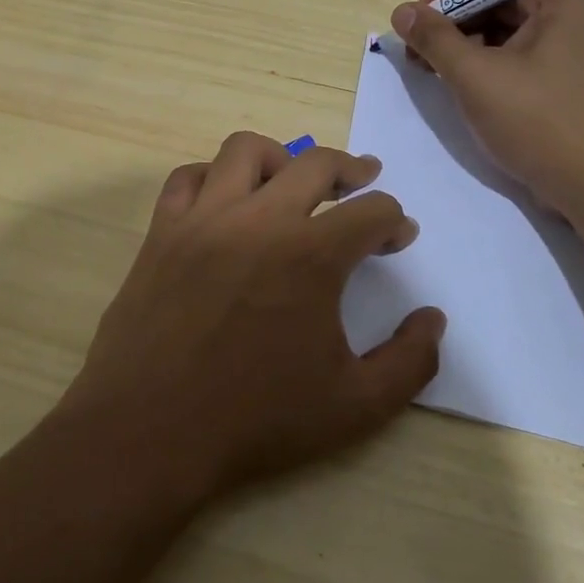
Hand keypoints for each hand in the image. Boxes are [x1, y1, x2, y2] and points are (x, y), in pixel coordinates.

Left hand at [58, 132, 444, 501]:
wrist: (150, 432)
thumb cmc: (256, 421)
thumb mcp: (355, 407)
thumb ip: (411, 361)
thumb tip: (433, 318)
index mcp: (311, 255)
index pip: (371, 212)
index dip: (394, 220)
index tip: (398, 236)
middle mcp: (259, 219)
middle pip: (316, 163)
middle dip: (351, 168)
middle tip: (363, 179)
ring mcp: (204, 218)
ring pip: (245, 151)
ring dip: (279, 158)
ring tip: (291, 182)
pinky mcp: (162, 230)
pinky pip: (187, 177)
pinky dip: (212, 177)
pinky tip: (224, 200)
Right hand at [390, 0, 583, 216]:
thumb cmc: (537, 123)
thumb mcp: (475, 77)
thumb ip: (435, 38)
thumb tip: (402, 10)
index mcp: (566, 0)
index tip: (416, 20)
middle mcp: (580, 15)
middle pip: (504, 2)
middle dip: (456, 23)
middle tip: (418, 50)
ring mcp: (582, 50)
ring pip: (513, 33)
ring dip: (470, 46)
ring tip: (434, 71)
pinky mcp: (577, 81)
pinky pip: (527, 57)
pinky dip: (493, 65)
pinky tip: (466, 86)